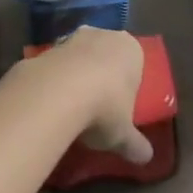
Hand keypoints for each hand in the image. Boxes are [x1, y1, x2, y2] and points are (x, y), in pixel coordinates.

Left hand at [38, 26, 152, 163]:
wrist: (57, 92)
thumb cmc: (105, 108)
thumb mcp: (124, 135)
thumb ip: (135, 144)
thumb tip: (146, 158)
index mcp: (131, 49)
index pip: (135, 63)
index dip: (129, 85)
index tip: (122, 107)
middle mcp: (104, 34)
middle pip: (106, 56)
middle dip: (102, 76)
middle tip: (99, 107)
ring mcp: (72, 37)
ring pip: (79, 57)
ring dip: (76, 76)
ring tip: (73, 109)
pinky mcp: (46, 46)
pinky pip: (56, 64)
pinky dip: (55, 79)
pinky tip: (52, 103)